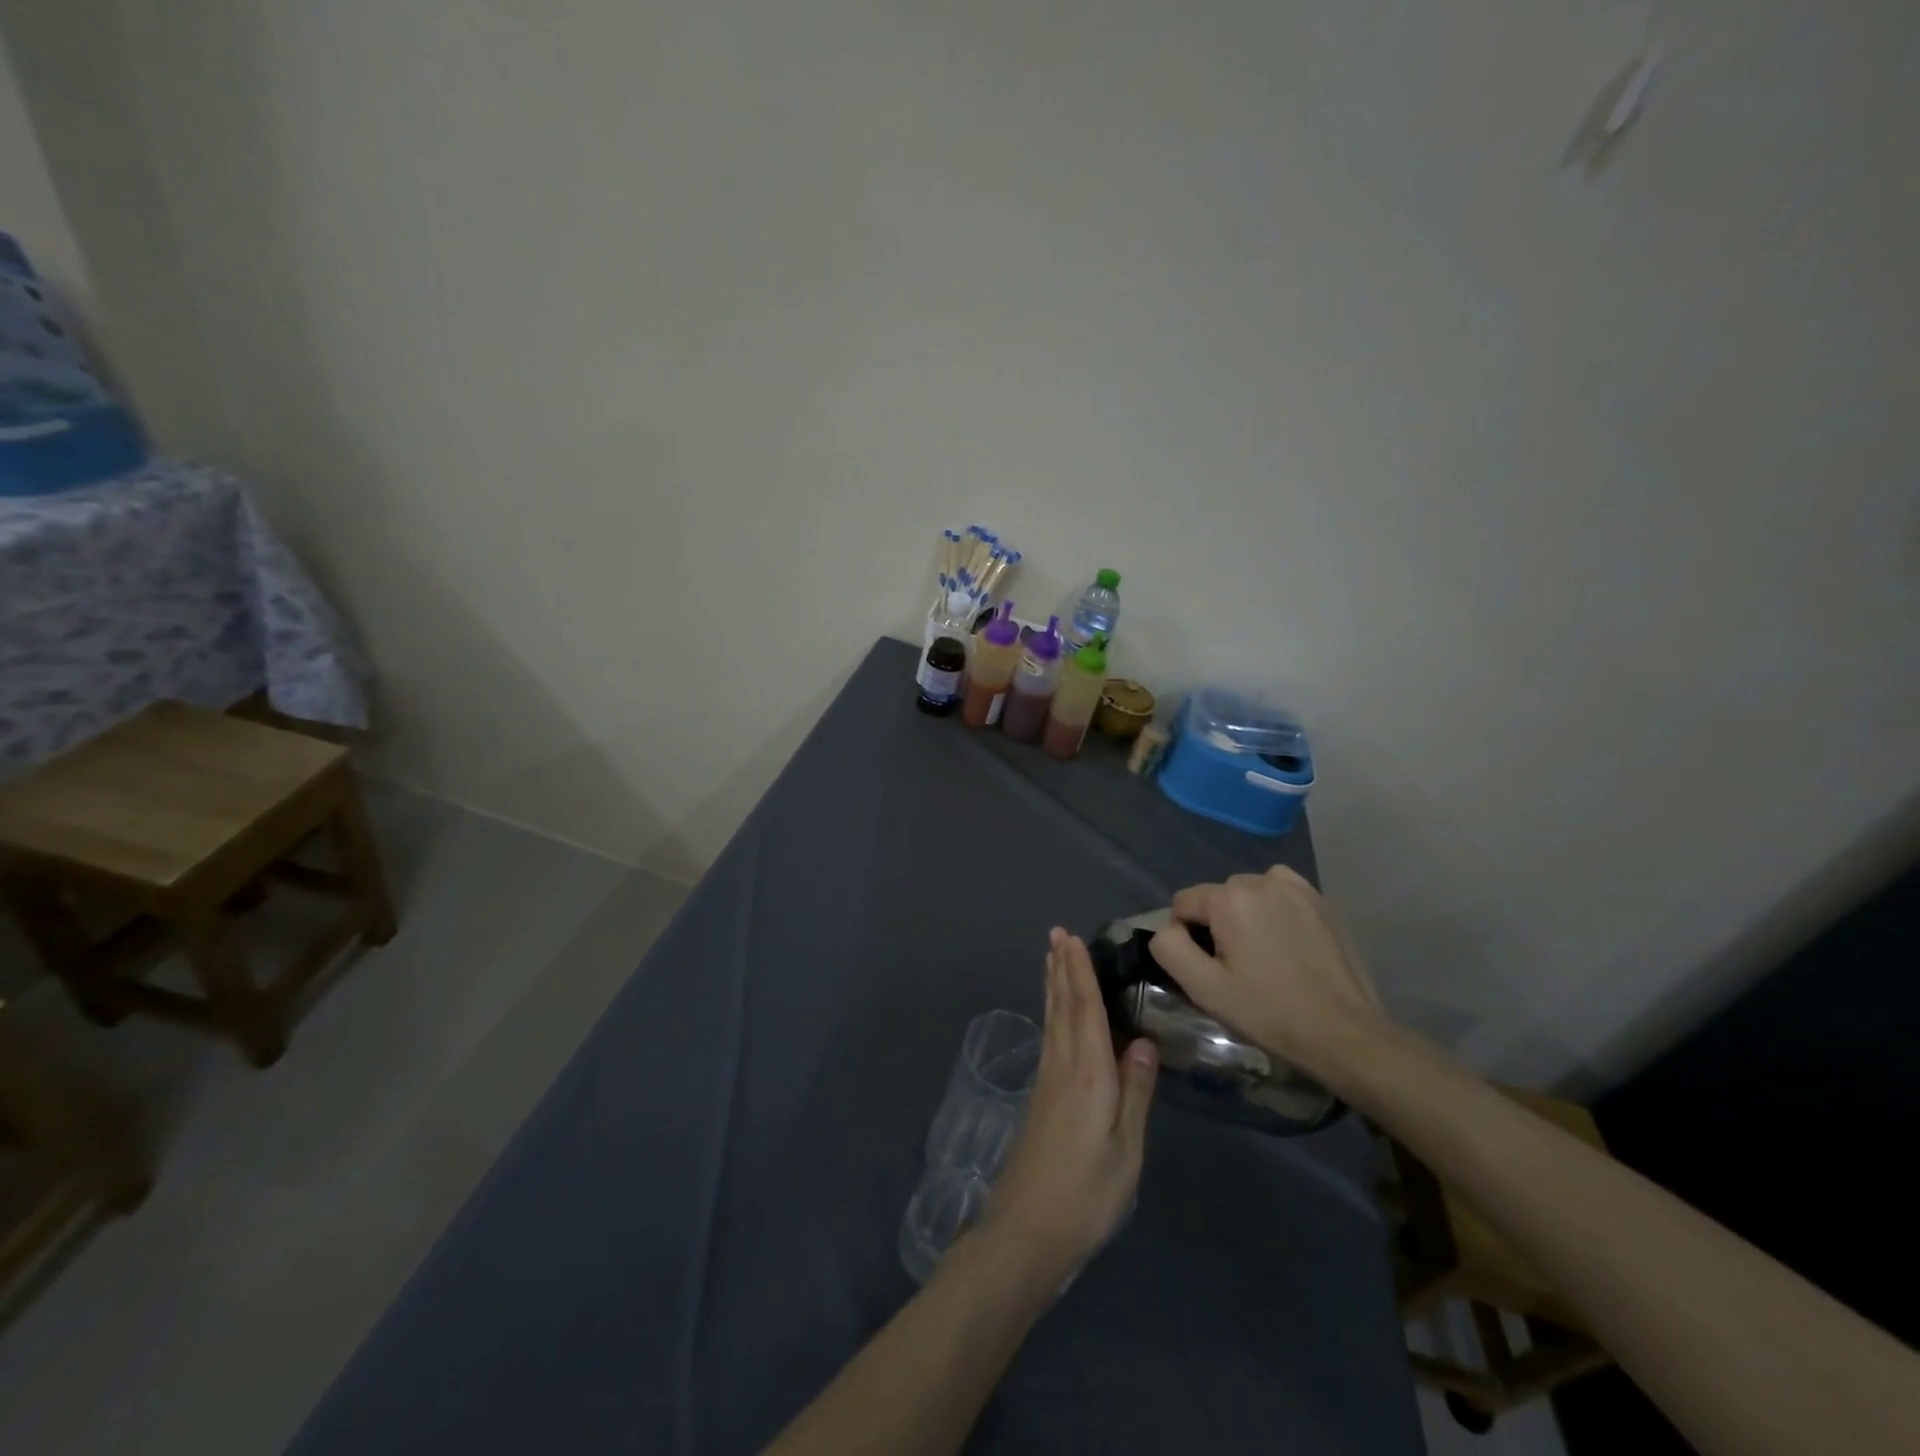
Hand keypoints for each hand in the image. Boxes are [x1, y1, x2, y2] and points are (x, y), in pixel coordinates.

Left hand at [984, 929, 1157, 1283]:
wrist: (1028, 1230)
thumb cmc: (1087, 1193)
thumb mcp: (1126, 1150)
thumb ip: (1135, 1093)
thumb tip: (1144, 1041)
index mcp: (1088, 1074)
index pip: (1084, 1010)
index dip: (1080, 973)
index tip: (1073, 938)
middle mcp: (1063, 1067)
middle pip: (1063, 1007)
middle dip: (1062, 968)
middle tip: (1057, 933)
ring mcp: (1047, 1081)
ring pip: (1052, 1020)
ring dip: (1053, 985)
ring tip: (1051, 957)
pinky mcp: (1041, 1097)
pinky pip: (1049, 1037)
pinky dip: (1052, 1012)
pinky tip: (1054, 1013)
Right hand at [1148, 866, 1383, 1083]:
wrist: (1345, 1034)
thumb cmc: (1269, 1012)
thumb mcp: (1204, 988)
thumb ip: (1170, 948)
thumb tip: (1168, 929)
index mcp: (1229, 899)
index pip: (1183, 903)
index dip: (1186, 937)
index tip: (1208, 969)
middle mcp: (1262, 881)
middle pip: (1217, 896)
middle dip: (1217, 924)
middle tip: (1237, 967)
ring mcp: (1296, 888)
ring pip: (1248, 893)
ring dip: (1245, 915)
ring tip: (1263, 955)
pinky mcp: (1322, 901)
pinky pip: (1280, 893)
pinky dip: (1275, 910)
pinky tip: (1286, 942)